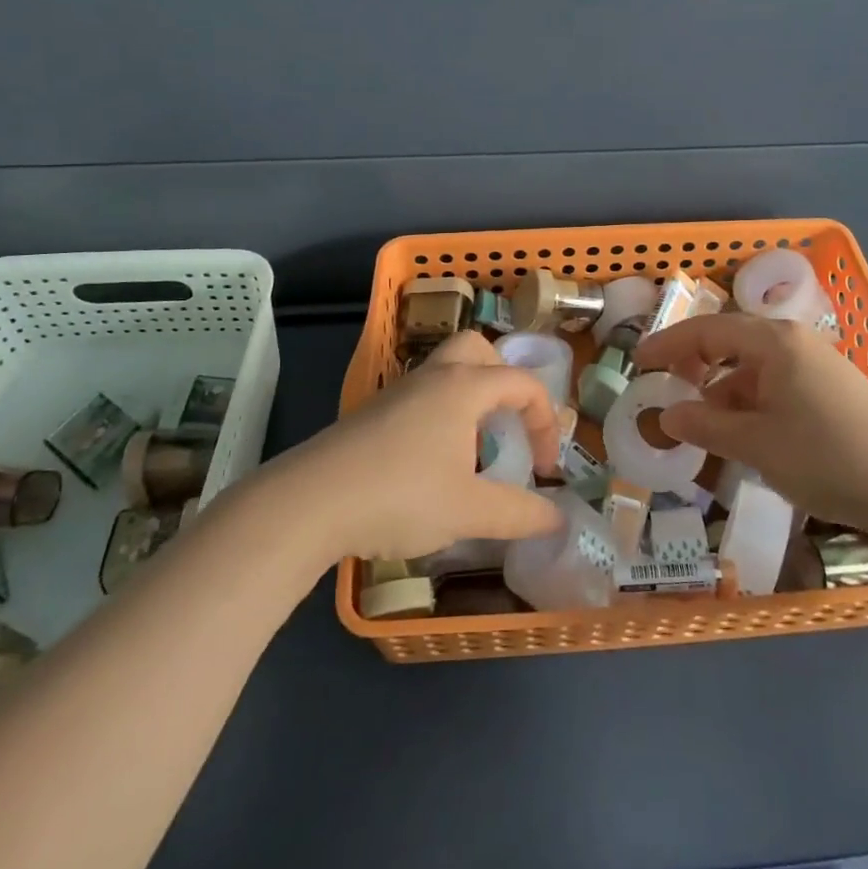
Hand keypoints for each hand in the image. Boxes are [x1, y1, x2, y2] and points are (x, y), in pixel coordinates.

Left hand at [280, 331, 563, 561]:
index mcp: (465, 386)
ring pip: (446, 370)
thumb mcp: (469, 511)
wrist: (311, 501)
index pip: (523, 383)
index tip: (545, 469)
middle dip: (503, 380)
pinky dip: (441, 412)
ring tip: (474, 447)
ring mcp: (398, 391)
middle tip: (508, 423)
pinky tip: (432, 462)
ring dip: (471, 397)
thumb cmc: (401, 495)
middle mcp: (434, 376)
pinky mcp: (373, 412)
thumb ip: (519, 513)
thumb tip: (556, 519)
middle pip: (478, 350)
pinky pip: (421, 395)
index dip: (546, 421)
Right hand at [635, 316, 867, 532]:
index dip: (668, 345)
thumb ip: (706, 426)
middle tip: (666, 392)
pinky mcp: (832, 391)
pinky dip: (751, 405)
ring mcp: (816, 365)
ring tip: (703, 428)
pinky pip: (776, 386)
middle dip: (695, 367)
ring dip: (723, 393)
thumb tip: (667, 415)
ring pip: (753, 370)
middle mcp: (793, 342)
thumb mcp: (756, 445)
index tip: (637, 363)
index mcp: (773, 342)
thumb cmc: (826, 457)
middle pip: (730, 344)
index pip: (707, 331)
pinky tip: (745, 437)